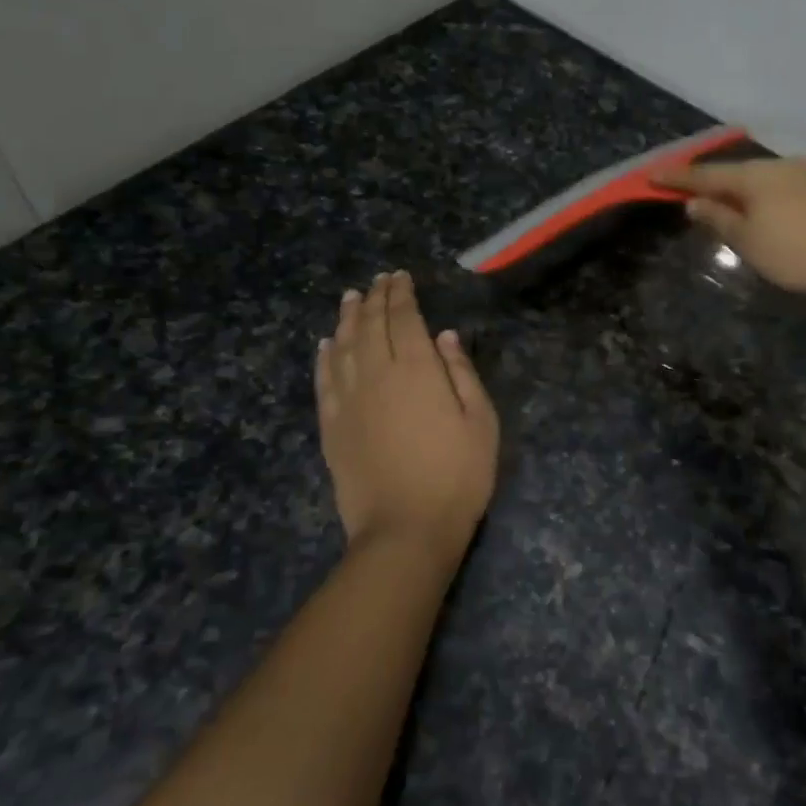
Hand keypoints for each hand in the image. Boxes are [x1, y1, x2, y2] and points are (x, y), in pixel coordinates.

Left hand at [316, 271, 498, 566]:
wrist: (406, 529)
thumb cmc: (458, 475)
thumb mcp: (481, 422)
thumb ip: (462, 373)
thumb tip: (444, 336)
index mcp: (417, 369)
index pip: (405, 318)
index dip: (401, 294)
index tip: (400, 277)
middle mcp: (377, 374)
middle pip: (370, 325)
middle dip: (375, 298)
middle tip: (378, 281)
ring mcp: (349, 400)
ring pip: (343, 346)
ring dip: (347, 318)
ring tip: (350, 298)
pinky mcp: (331, 426)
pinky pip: (324, 380)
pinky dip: (324, 356)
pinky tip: (326, 344)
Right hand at [657, 156, 805, 302]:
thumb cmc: (800, 254)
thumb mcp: (750, 243)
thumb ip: (720, 220)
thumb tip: (695, 203)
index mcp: (756, 177)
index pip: (707, 176)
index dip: (678, 178)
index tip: (653, 176)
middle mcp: (785, 165)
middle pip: (741, 172)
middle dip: (717, 182)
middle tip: (698, 192)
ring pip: (773, 177)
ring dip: (752, 189)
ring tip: (743, 205)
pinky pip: (798, 186)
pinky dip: (781, 196)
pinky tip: (787, 213)